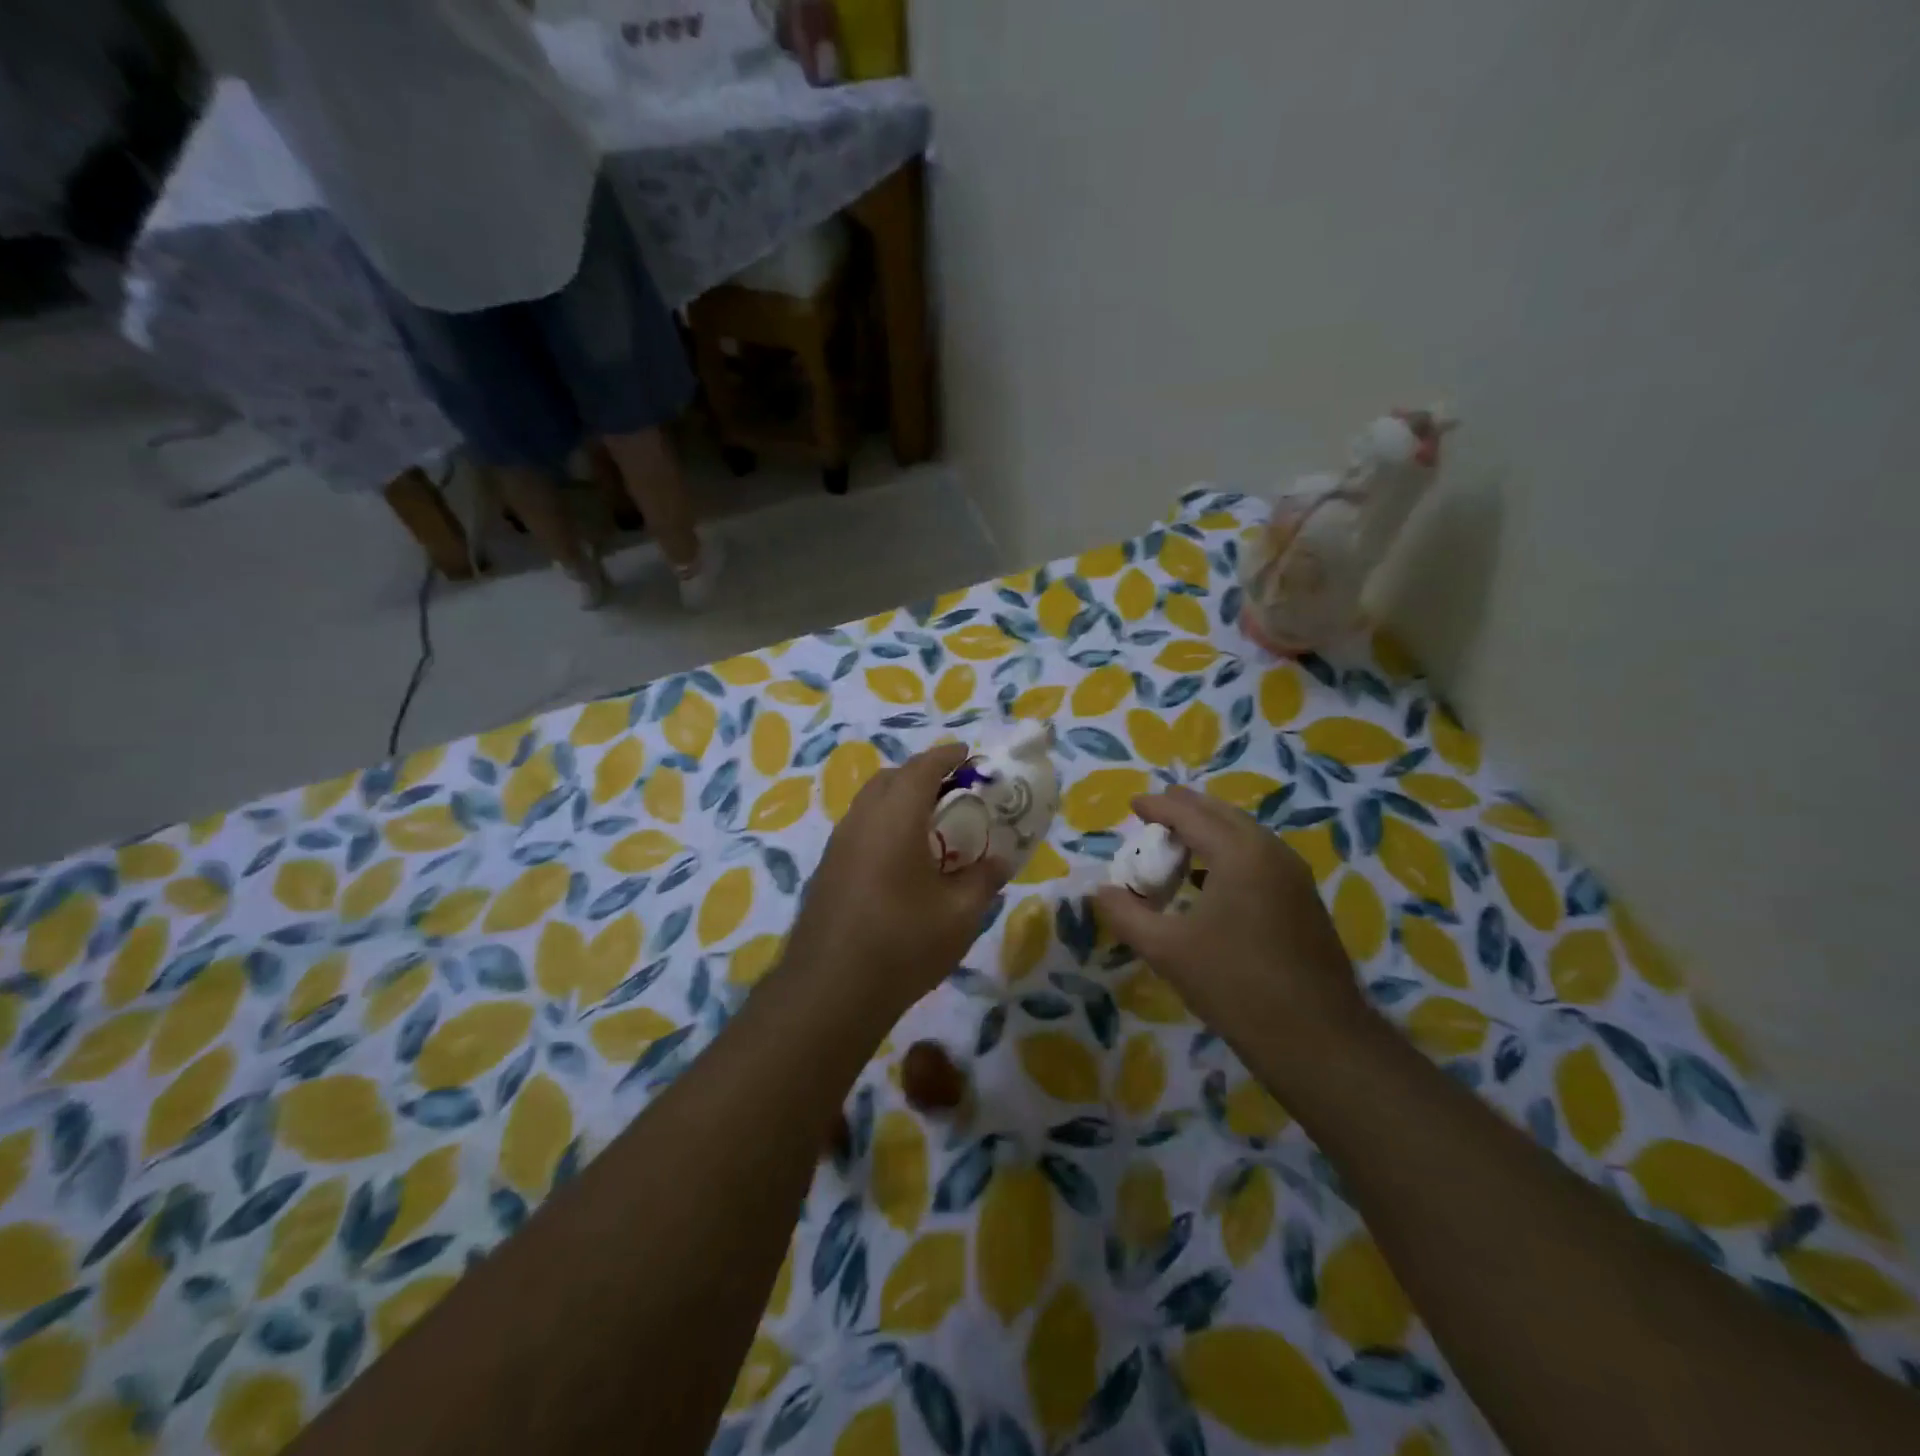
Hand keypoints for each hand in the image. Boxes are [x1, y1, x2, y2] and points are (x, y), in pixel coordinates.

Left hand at [783, 744, 1004, 1020]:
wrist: (829, 991)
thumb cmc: (903, 943)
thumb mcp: (960, 914)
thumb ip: (984, 878)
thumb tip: (999, 859)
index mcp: (895, 817)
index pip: (922, 768)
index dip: (947, 756)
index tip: (968, 754)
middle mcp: (861, 819)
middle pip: (890, 779)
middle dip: (921, 775)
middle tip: (953, 791)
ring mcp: (837, 845)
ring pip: (870, 804)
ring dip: (899, 800)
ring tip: (930, 825)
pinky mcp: (826, 870)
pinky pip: (859, 829)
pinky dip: (883, 825)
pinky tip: (900, 860)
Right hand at [1093, 787, 1375, 1065]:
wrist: (1317, 1039)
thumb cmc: (1234, 985)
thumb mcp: (1166, 950)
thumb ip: (1126, 914)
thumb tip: (1100, 891)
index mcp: (1238, 853)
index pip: (1190, 814)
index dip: (1158, 806)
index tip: (1132, 805)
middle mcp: (1271, 852)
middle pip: (1222, 815)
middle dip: (1186, 809)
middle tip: (1156, 812)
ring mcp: (1294, 876)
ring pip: (1245, 835)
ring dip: (1210, 831)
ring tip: (1178, 842)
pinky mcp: (1304, 900)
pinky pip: (1260, 857)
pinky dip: (1230, 854)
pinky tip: (1210, 881)